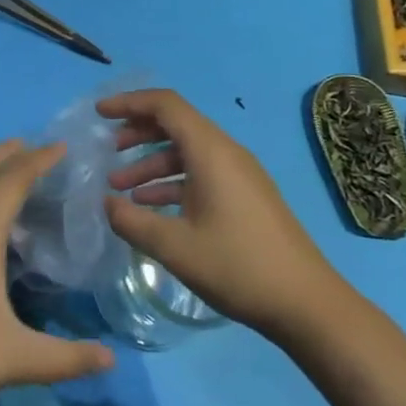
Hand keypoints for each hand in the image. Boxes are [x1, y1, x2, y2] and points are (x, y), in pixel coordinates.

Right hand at [100, 88, 337, 337]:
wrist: (306, 303)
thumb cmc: (237, 266)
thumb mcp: (174, 246)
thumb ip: (131, 221)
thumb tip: (106, 203)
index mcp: (210, 151)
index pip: (165, 105)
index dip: (129, 102)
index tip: (99, 114)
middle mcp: (226, 152)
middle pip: (175, 124)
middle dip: (137, 132)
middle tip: (107, 149)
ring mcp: (240, 174)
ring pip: (187, 152)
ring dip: (151, 163)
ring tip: (120, 188)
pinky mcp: (246, 195)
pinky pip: (201, 173)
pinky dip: (172, 181)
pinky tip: (152, 207)